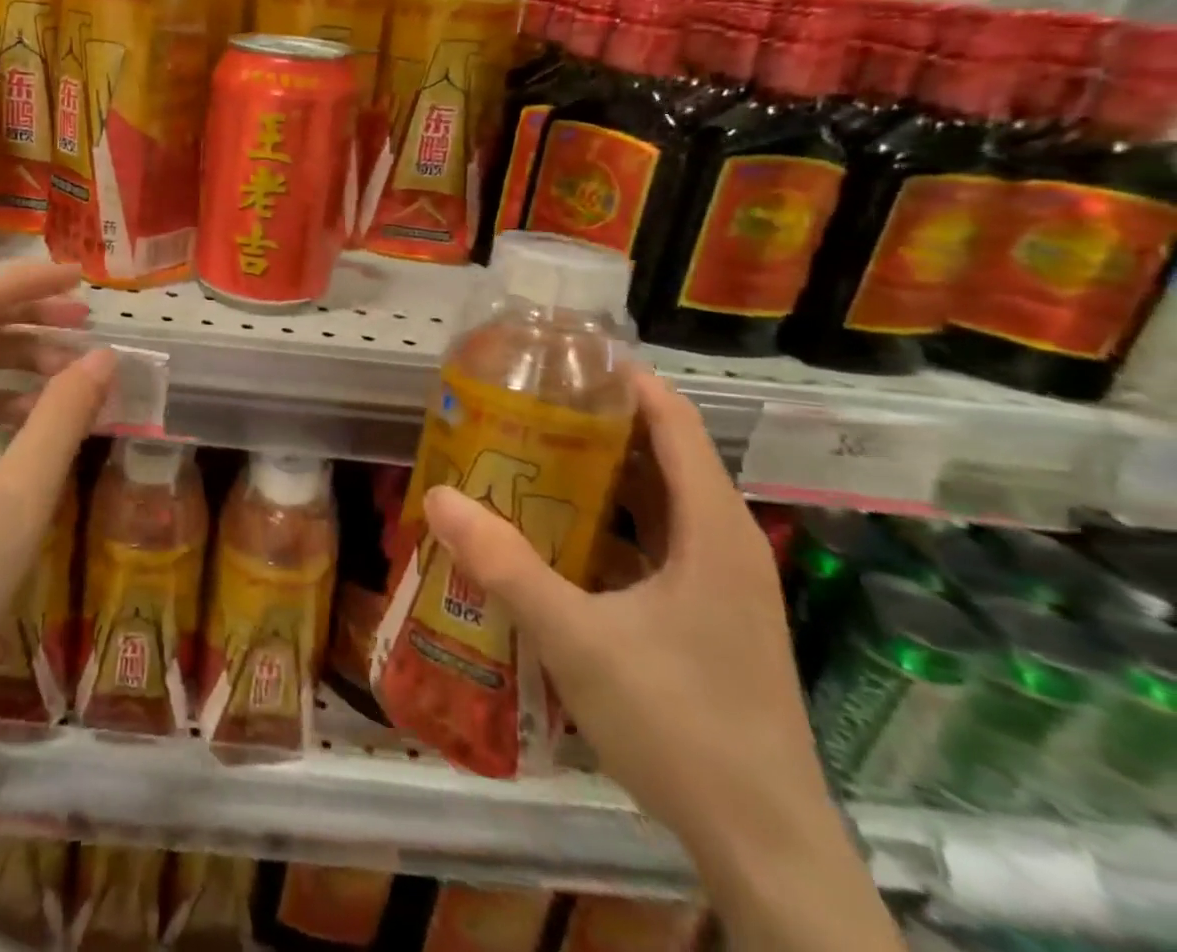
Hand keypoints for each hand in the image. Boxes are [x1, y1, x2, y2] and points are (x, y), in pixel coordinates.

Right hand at [421, 367, 829, 859]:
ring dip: (600, 476)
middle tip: (525, 403)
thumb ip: (505, 566)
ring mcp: (720, 584)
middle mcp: (724, 543)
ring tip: (528, 453)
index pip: (674, 421)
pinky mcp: (708, 617)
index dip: (625, 380)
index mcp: (713, 529)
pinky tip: (555, 535)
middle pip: (662, 455)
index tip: (563, 357)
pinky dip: (609, 525)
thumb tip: (438, 498)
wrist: (764, 847)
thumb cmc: (681, 724)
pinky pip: (655, 545)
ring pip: (658, 504)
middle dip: (597, 423)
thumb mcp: (577, 639)